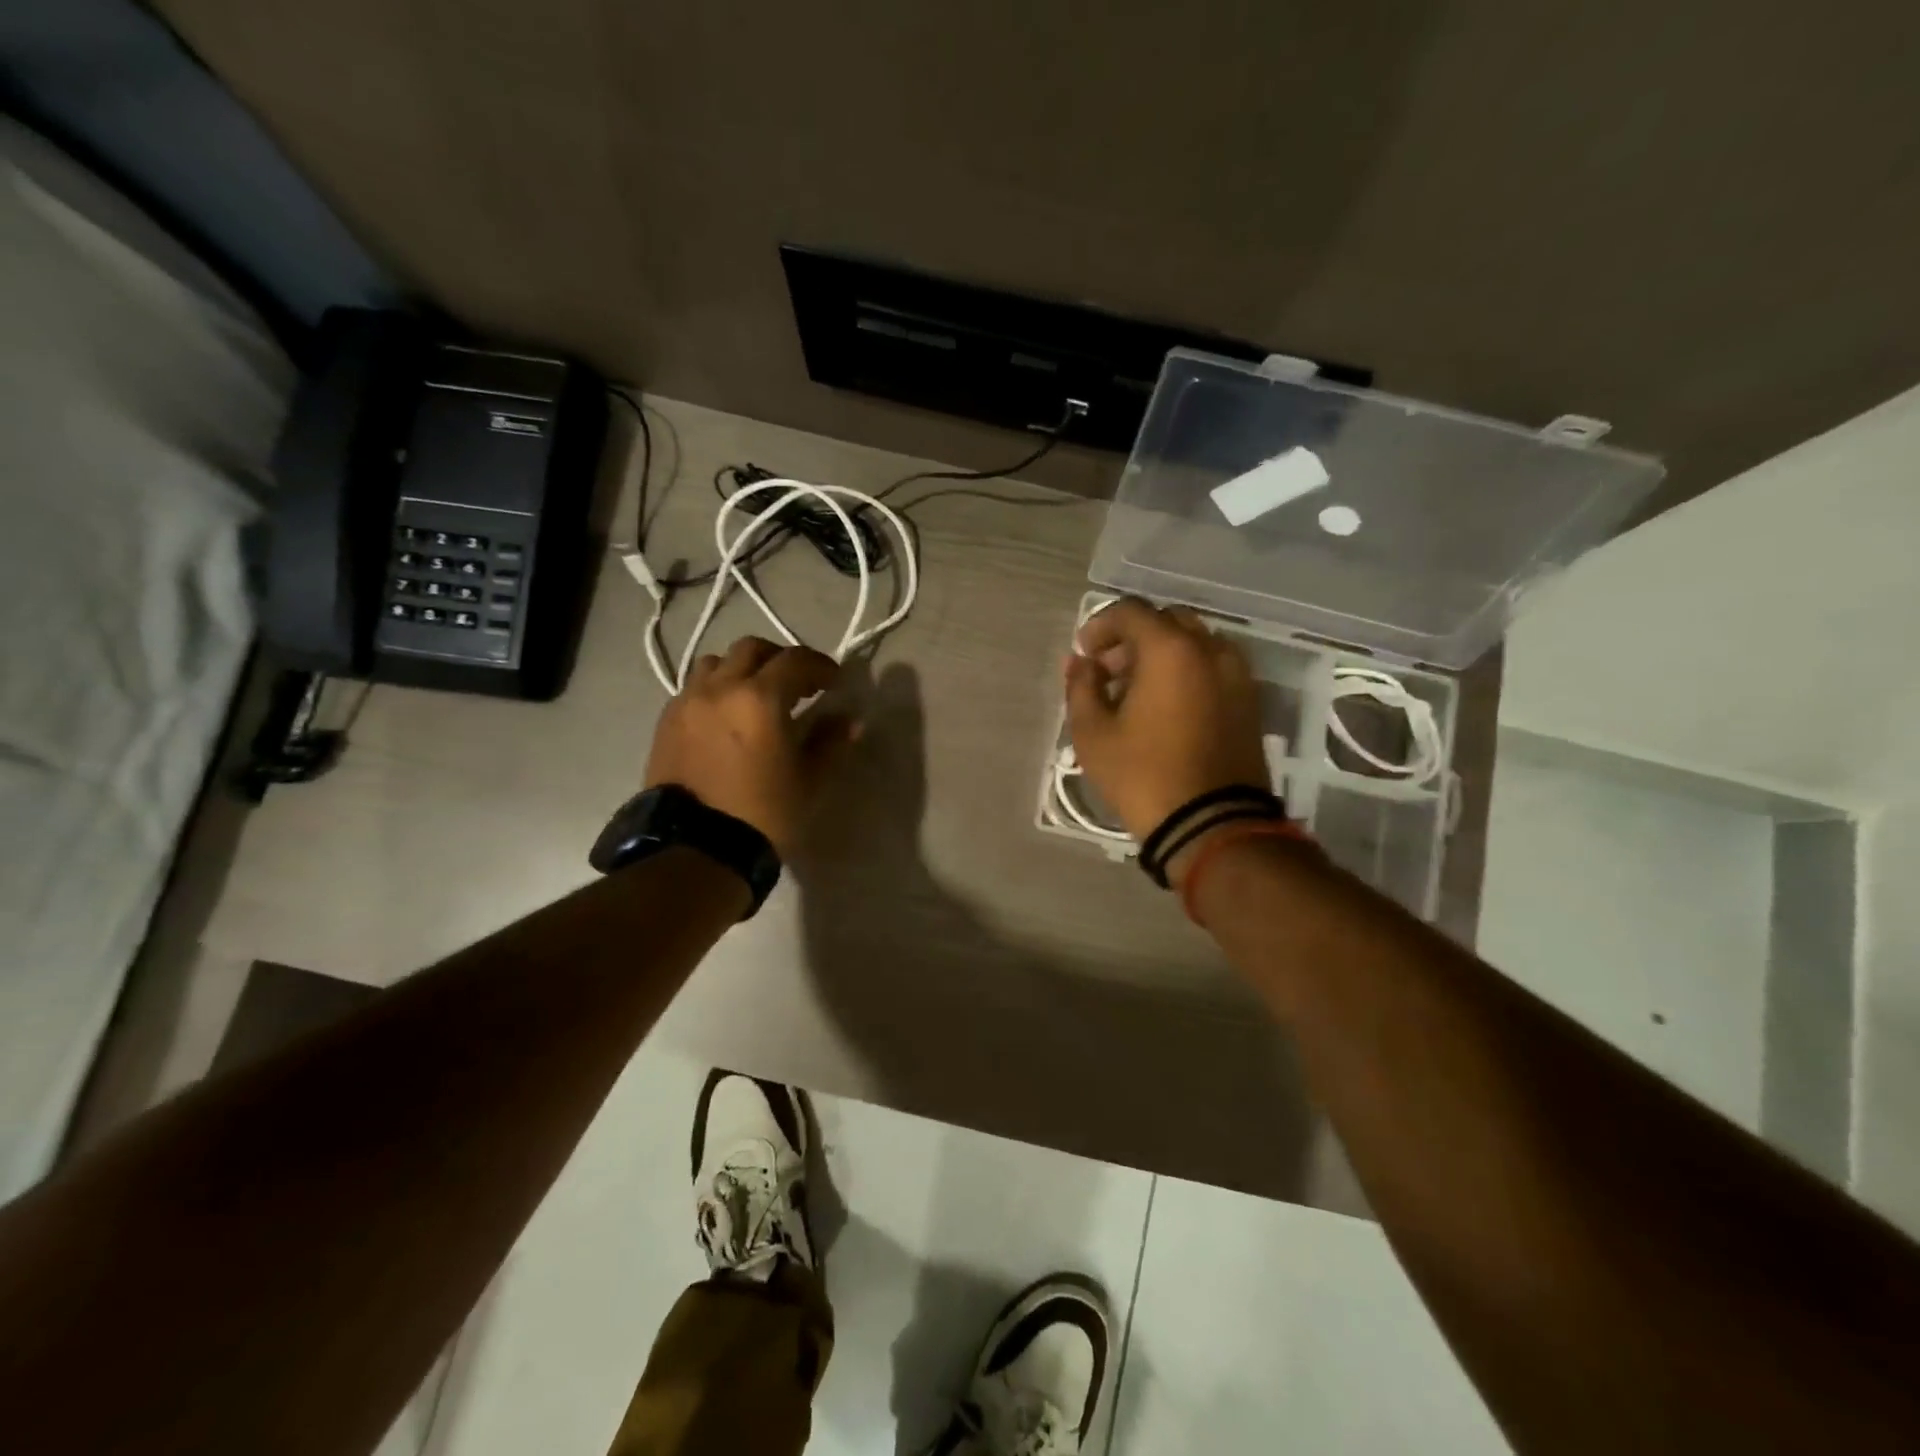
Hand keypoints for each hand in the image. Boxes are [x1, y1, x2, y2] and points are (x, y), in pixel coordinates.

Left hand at [646, 637, 857, 857]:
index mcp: (760, 698)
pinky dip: (716, 689)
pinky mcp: (666, 722)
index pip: (796, 660)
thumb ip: (831, 742)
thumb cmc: (763, 813)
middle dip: (780, 659)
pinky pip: (693, 688)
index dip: (820, 666)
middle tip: (797, 685)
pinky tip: (726, 718)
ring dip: (742, 669)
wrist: (696, 849)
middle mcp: (720, 688)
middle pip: (752, 649)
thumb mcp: (809, 780)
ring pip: (717, 663)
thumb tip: (850, 720)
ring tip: (755, 696)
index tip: (834, 682)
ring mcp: (687, 702)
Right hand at [1064, 598, 1269, 848]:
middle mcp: (1210, 649)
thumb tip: (1082, 664)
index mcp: (1170, 649)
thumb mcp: (1093, 733)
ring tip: (1136, 691)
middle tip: (1108, 671)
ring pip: (1193, 643)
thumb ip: (1081, 687)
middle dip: (1132, 638)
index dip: (1100, 625)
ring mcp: (1236, 674)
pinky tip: (1166, 706)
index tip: (1084, 653)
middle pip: (1166, 621)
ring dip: (1161, 654)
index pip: (1131, 611)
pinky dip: (1186, 671)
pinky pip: (1212, 667)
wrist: (1212, 824)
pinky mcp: (1249, 700)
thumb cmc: (1143, 775)